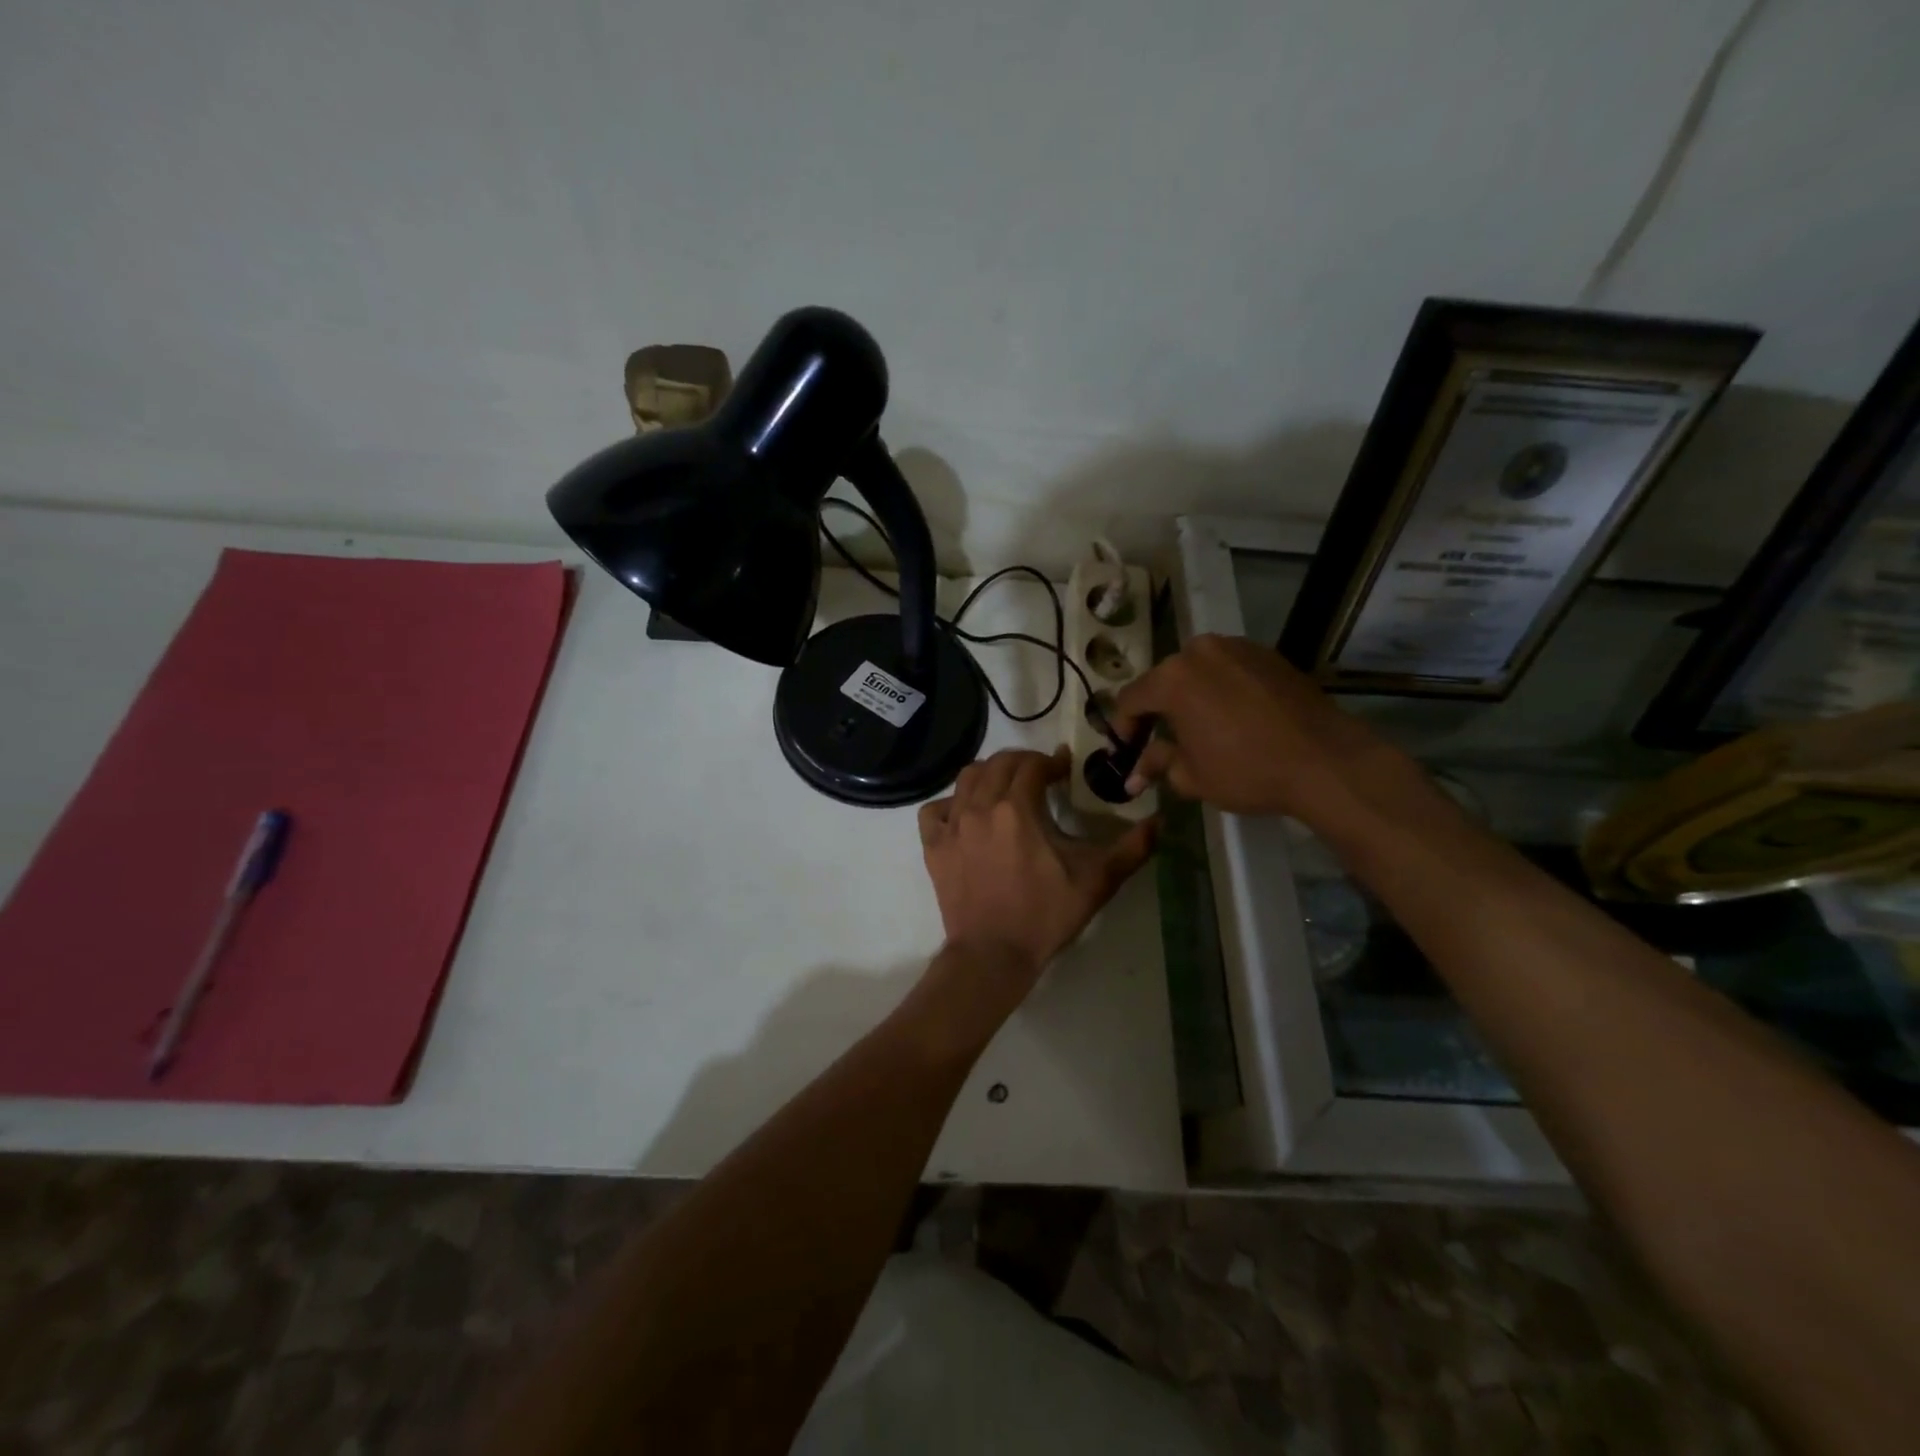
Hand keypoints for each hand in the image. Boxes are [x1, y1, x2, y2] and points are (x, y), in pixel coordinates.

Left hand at [918, 748, 1154, 985]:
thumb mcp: (1095, 881)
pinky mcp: (934, 847)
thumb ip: (1131, 848)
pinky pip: (936, 810)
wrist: (992, 955)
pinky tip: (966, 814)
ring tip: (1006, 787)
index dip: (1052, 762)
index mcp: (1017, 808)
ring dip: (989, 774)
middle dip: (1022, 762)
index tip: (1065, 770)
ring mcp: (952, 826)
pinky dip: (951, 803)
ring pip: (966, 779)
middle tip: (1040, 775)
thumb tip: (1161, 821)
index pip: (1033, 765)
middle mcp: (980, 807)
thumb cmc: (1045, 915)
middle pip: (998, 764)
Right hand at [1112, 634, 1420, 824]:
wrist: (1326, 760)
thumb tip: (1133, 774)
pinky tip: (1231, 717)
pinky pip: (1228, 669)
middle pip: (1163, 680)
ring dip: (1189, 697)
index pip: (1130, 699)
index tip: (1125, 752)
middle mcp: (1199, 651)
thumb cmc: (1248, 771)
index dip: (1122, 728)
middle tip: (1157, 741)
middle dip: (1156, 711)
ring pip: (1197, 671)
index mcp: (1172, 678)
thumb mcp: (1192, 776)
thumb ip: (1156, 764)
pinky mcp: (1267, 654)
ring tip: (1197, 728)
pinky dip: (1221, 689)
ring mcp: (1236, 647)